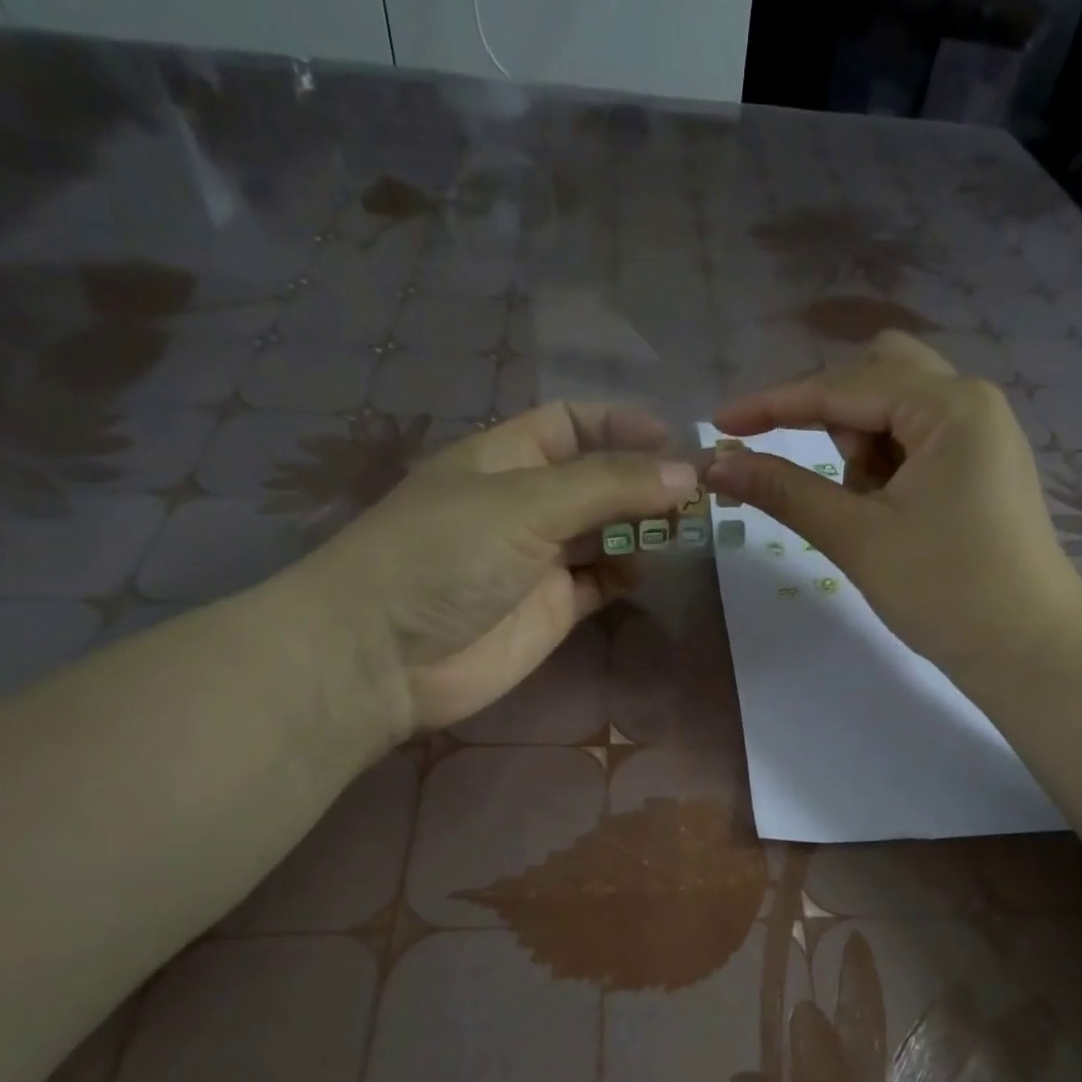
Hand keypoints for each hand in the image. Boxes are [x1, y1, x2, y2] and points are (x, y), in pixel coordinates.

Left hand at [290, 401, 696, 737]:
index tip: (672, 439)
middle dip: (642, 480)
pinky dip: (625, 572)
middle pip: (596, 479)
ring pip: (604, 532)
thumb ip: (608, 485)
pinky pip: (600, 581)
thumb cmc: (444, 555)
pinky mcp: (550, 609)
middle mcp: (524, 503)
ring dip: (641, 526)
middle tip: (697, 491)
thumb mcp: (525, 502)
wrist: (384, 657)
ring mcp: (538, 559)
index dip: (619, 424)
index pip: (570, 424)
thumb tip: (686, 472)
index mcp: (505, 458)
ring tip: (684, 527)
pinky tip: (644, 568)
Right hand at [704, 331, 1081, 684]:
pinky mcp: (979, 467)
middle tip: (821, 476)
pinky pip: (915, 443)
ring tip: (867, 513)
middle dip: (830, 417)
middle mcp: (970, 402)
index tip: (720, 423)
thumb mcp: (857, 537)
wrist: (1030, 653)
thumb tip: (716, 466)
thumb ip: (784, 491)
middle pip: (876, 375)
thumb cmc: (946, 591)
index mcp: (949, 405)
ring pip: (895, 410)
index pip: (842, 387)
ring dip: (861, 448)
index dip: (774, 404)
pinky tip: (890, 516)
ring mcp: (979, 434)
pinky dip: (886, 467)